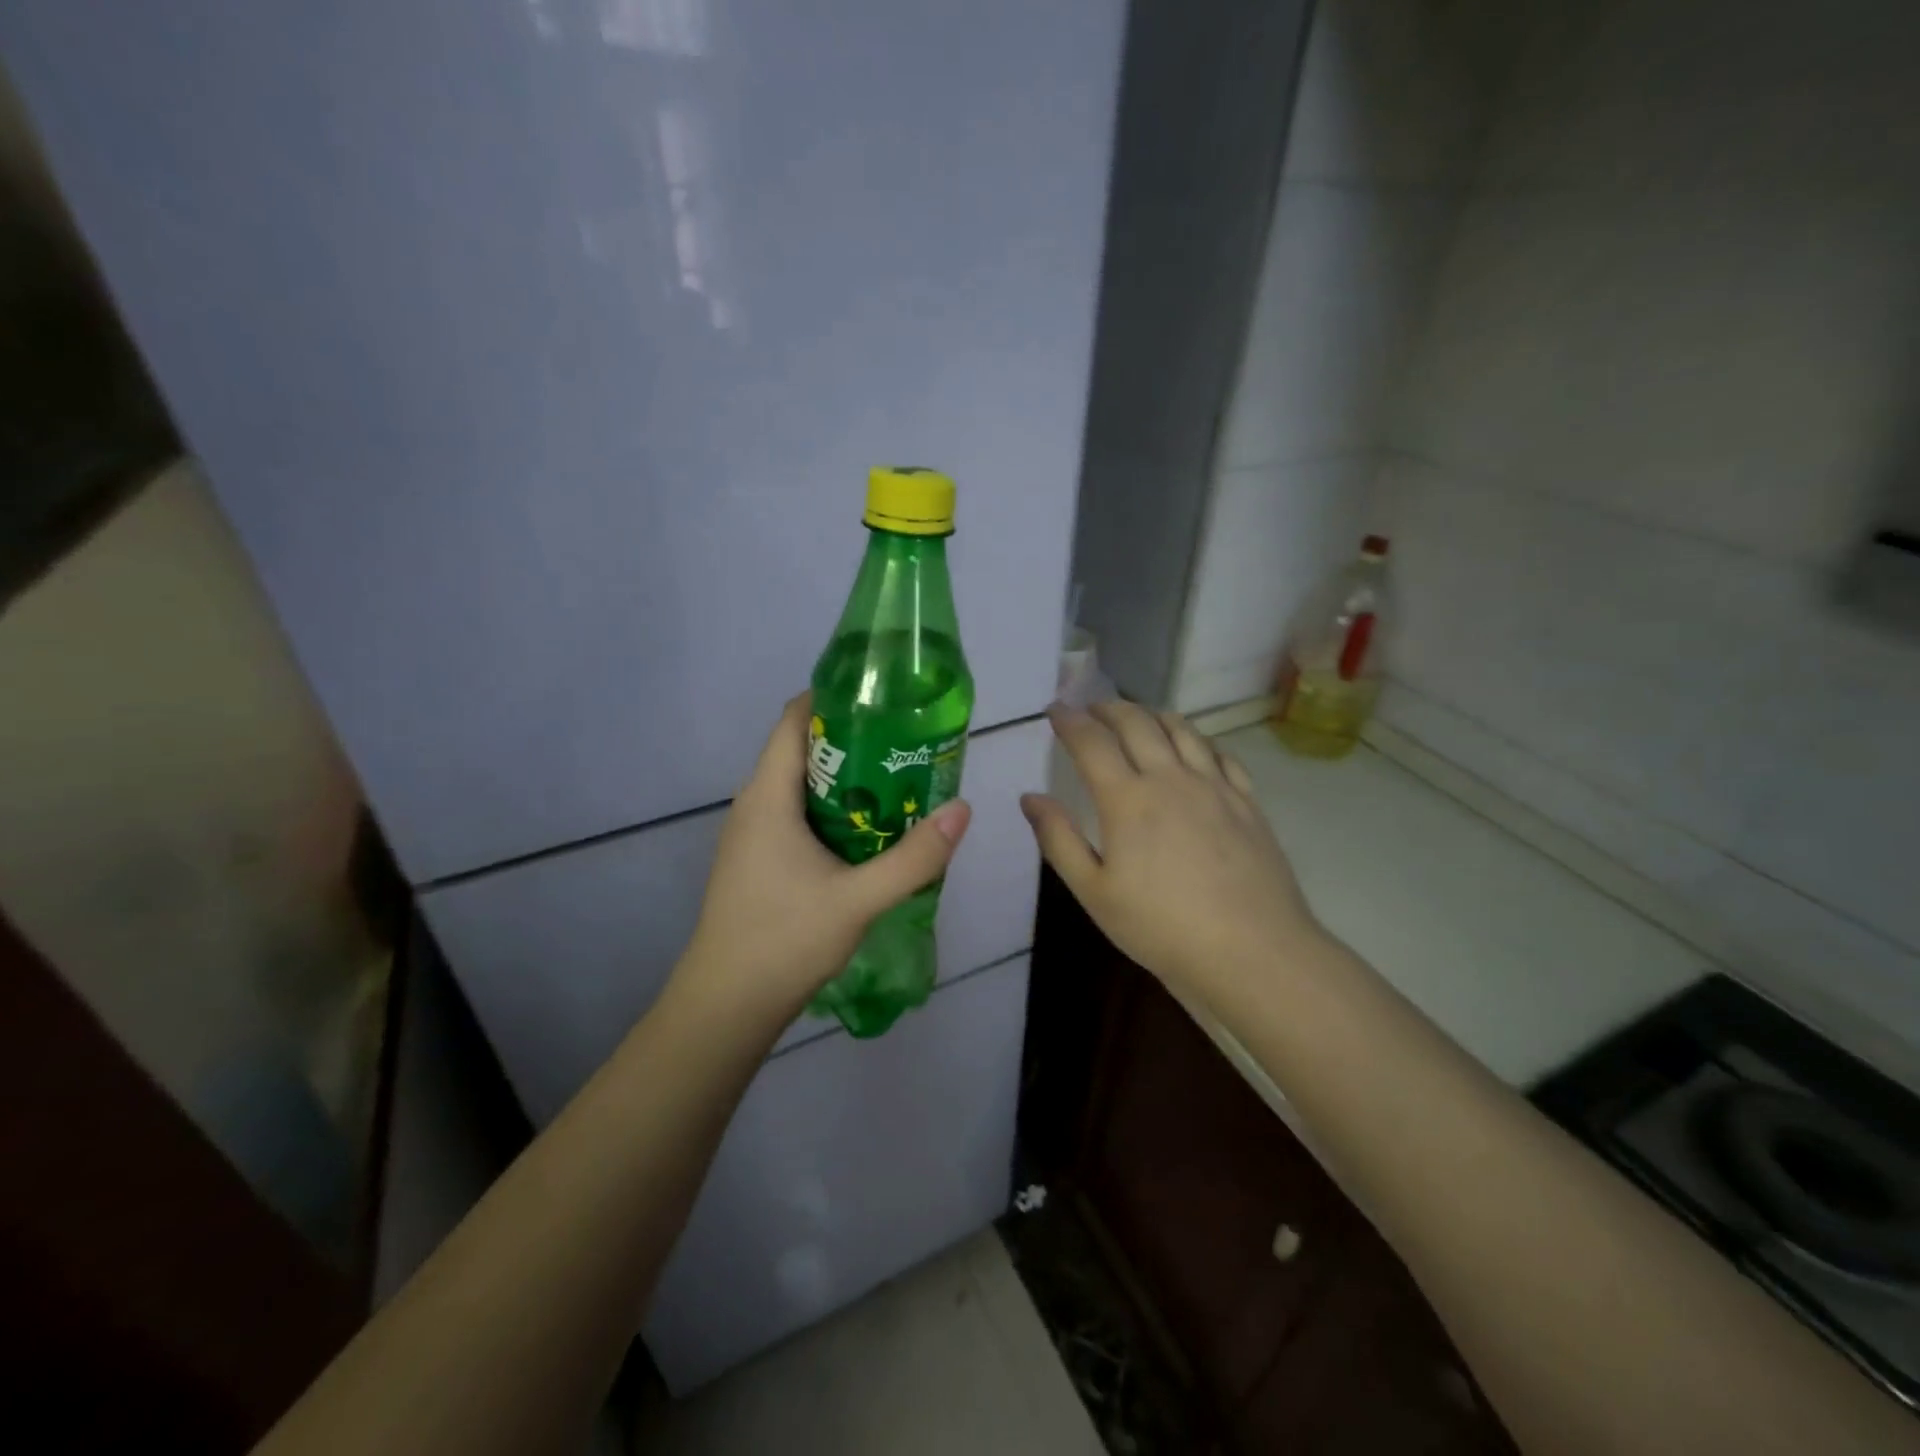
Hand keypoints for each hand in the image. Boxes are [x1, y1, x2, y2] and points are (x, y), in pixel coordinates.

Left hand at [673, 692, 970, 1024]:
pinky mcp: (757, 860)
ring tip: (898, 782)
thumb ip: (913, 857)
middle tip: (907, 743)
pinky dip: (833, 810)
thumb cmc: (783, 940)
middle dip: (854, 740)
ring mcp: (752, 834)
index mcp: (768, 795)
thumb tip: (962, 810)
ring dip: (847, 779)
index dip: (836, 698)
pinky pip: (797, 815)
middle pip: (803, 749)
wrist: (726, 1005)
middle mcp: (754, 804)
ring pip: (802, 786)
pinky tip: (869, 831)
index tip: (885, 699)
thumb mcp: (859, 899)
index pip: (795, 719)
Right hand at [1021, 702, 1320, 999]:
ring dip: (1152, 714)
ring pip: (1181, 729)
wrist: (1252, 951)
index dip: (1069, 720)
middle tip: (1091, 708)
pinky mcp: (1246, 801)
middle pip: (1136, 723)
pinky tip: (1193, 747)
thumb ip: (1058, 839)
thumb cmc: (1161, 927)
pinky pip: (1220, 753)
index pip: (1091, 742)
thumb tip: (1030, 797)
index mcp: (1127, 799)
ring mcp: (1214, 786)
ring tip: (1137, 717)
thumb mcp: (1094, 892)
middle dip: (1108, 708)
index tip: (1054, 709)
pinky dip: (1197, 739)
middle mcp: (1170, 778)